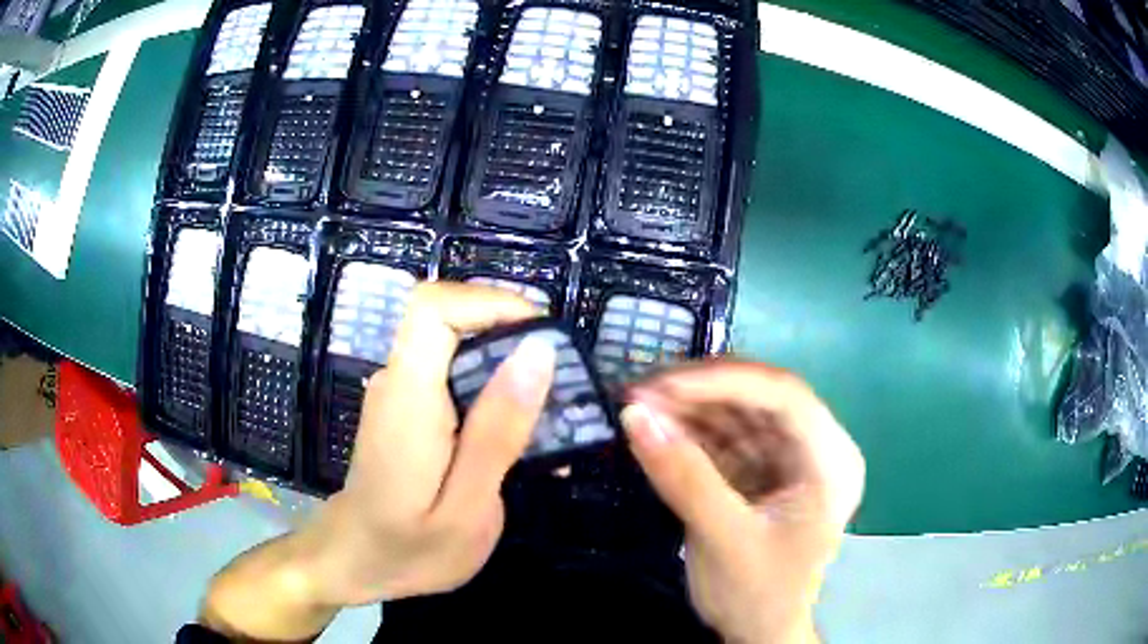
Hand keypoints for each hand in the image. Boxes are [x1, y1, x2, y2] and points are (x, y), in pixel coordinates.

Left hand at [201, 282, 555, 639]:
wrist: (354, 561)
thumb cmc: (407, 549)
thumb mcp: (466, 508)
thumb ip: (497, 431)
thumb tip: (537, 352)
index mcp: (408, 397)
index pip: (435, 305)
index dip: (492, 302)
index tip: (545, 337)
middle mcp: (399, 380)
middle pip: (456, 322)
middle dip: (517, 343)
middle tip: (567, 392)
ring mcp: (401, 393)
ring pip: (461, 350)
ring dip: (512, 374)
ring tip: (556, 423)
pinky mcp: (410, 408)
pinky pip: (456, 379)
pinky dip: (495, 396)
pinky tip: (522, 441)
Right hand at [621, 361, 863, 643]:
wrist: (758, 633)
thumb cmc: (759, 594)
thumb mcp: (724, 540)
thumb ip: (683, 478)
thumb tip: (635, 416)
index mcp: (830, 461)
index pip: (784, 396)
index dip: (723, 381)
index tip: (662, 386)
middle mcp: (815, 448)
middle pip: (758, 397)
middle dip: (698, 392)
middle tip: (640, 393)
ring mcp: (787, 458)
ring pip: (737, 412)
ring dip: (688, 408)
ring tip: (638, 408)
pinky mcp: (759, 471)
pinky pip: (723, 438)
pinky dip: (689, 432)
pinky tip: (656, 430)